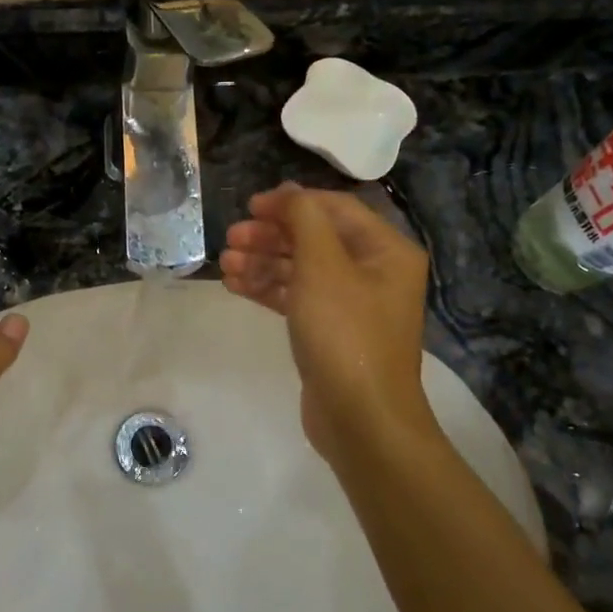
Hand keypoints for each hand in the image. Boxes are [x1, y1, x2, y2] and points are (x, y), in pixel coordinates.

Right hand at [220, 184, 434, 466]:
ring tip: (226, 265)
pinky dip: (269, 289)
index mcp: (386, 250)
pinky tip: (236, 286)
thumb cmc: (345, 333)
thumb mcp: (323, 266)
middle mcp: (374, 272)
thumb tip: (289, 192)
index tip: (250, 206)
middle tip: (232, 239)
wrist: (361, 419)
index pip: (335, 208)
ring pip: (302, 269)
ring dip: (264, 262)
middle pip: (316, 238)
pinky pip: (298, 298)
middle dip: (271, 236)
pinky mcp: (331, 332)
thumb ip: (304, 220)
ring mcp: (352, 304)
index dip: (291, 203)